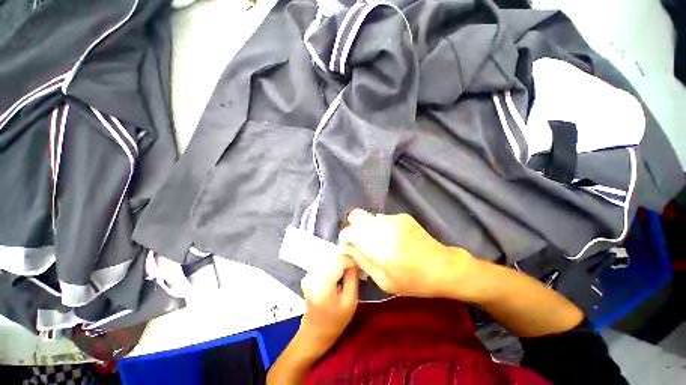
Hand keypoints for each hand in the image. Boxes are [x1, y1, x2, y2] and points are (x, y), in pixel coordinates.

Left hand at [298, 255, 358, 354]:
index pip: (339, 260)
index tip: (360, 264)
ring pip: (330, 258)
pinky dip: (335, 264)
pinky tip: (340, 272)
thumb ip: (353, 277)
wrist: (316, 332)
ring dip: (341, 261)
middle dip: (347, 259)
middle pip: (334, 257)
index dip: (352, 259)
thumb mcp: (351, 301)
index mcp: (322, 284)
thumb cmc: (335, 321)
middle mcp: (313, 275)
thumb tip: (356, 259)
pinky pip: (325, 263)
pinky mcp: (310, 274)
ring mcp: (309, 274)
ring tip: (350, 269)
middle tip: (357, 266)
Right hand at [338, 209, 475, 298]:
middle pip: (356, 216)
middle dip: (352, 229)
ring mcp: (394, 218)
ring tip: (378, 243)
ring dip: (366, 228)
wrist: (444, 267)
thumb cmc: (414, 281)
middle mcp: (385, 227)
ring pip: (368, 217)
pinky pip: (381, 218)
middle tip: (359, 243)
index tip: (348, 249)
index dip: (344, 239)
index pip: (349, 232)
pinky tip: (391, 239)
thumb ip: (361, 262)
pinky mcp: (402, 216)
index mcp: (380, 247)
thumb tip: (345, 250)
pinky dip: (379, 227)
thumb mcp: (384, 281)